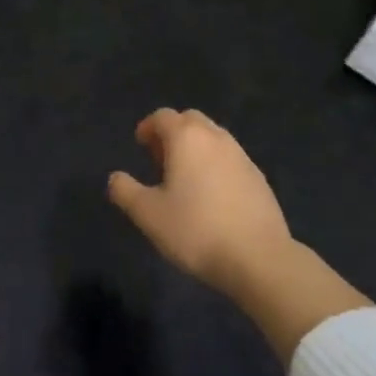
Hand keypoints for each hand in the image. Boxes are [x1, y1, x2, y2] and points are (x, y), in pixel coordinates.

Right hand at [108, 108, 295, 301]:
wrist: (259, 258)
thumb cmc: (196, 230)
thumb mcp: (148, 215)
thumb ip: (125, 191)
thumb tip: (115, 178)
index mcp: (187, 138)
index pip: (163, 116)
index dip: (148, 127)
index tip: (140, 146)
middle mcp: (216, 138)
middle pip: (191, 120)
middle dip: (173, 132)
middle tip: (160, 160)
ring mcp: (242, 156)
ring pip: (213, 137)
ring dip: (196, 147)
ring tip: (185, 178)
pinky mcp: (259, 178)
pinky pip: (231, 158)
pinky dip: (216, 164)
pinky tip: (212, 196)